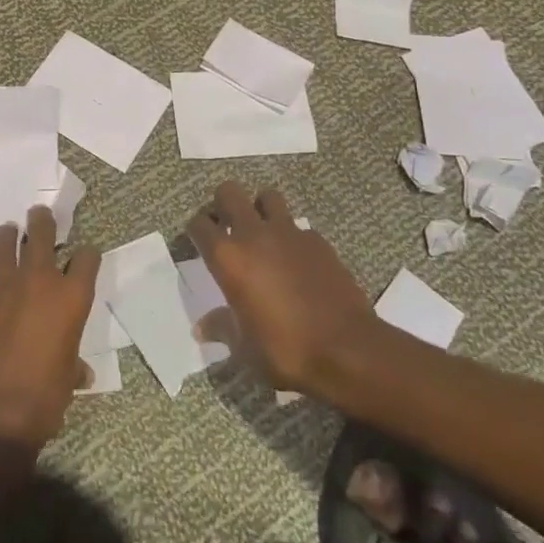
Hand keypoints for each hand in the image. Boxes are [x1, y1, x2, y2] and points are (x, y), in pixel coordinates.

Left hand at [0, 207, 100, 450]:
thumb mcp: (66, 382)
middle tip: (39, 215)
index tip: (84, 257)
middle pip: (41, 233)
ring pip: (1, 246)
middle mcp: (37, 282)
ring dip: (5, 239)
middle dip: (42, 221)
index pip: (87, 258)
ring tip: (7, 234)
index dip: (86, 256)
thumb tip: (80, 373)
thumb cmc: (42, 401)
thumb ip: (72, 367)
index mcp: (70, 298)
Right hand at [187, 181, 380, 396]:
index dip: (195, 230)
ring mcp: (289, 233)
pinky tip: (297, 260)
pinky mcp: (318, 240)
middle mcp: (254, 234)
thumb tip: (201, 329)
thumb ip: (222, 328)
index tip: (198, 242)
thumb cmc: (286, 350)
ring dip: (260, 208)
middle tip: (227, 227)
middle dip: (223, 203)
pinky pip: (298, 227)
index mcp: (228, 257)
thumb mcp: (245, 348)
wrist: (348, 349)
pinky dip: (292, 236)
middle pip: (229, 192)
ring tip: (262, 233)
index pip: (199, 224)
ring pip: (267, 196)